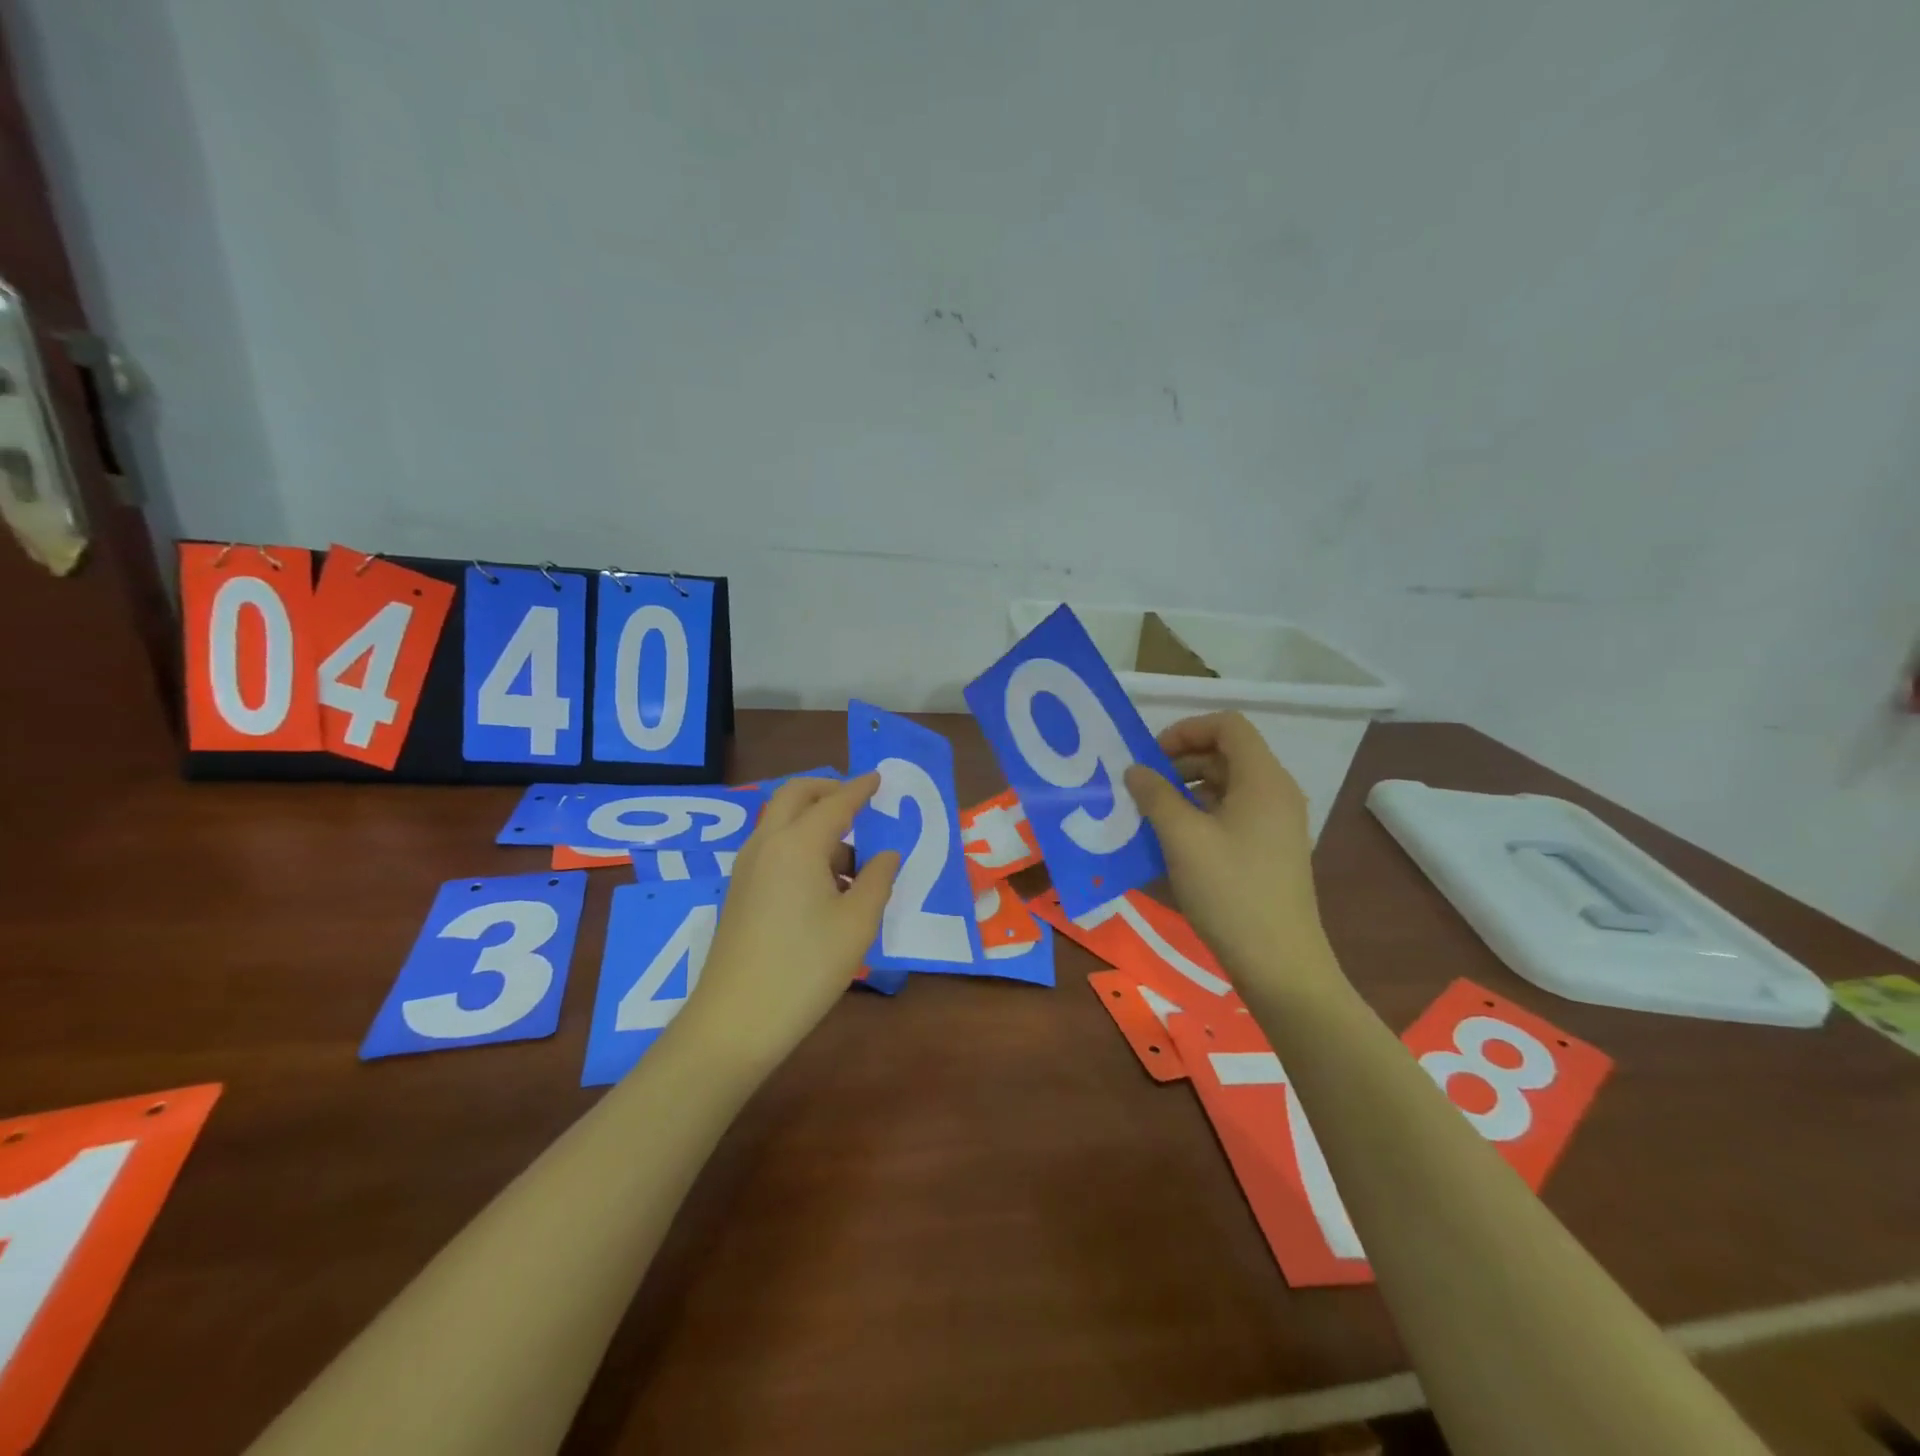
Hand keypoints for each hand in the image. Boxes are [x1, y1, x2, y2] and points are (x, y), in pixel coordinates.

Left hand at [680, 774, 898, 1065]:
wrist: (737, 1020)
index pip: (835, 802)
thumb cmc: (806, 967)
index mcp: (797, 844)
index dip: (860, 789)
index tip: (879, 778)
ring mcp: (747, 868)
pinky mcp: (740, 892)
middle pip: (794, 795)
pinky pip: (774, 849)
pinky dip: (801, 847)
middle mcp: (766, 845)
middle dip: (827, 790)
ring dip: (815, 823)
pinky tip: (826, 886)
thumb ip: (877, 880)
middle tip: (859, 801)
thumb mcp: (857, 923)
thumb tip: (887, 854)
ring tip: (854, 862)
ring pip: (782, 823)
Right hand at [1123, 713, 1337, 992]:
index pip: (1228, 725)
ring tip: (1152, 815)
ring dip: (1187, 789)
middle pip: (1227, 753)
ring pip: (1227, 785)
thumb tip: (1135, 770)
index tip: (1151, 756)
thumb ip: (1155, 795)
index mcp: (1263, 779)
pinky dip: (1201, 814)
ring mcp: (1277, 823)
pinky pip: (1233, 813)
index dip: (1186, 730)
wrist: (1279, 962)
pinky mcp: (1270, 849)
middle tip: (1144, 787)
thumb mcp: (1182, 838)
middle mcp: (1275, 792)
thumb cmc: (1230, 891)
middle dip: (1181, 761)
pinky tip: (1174, 841)